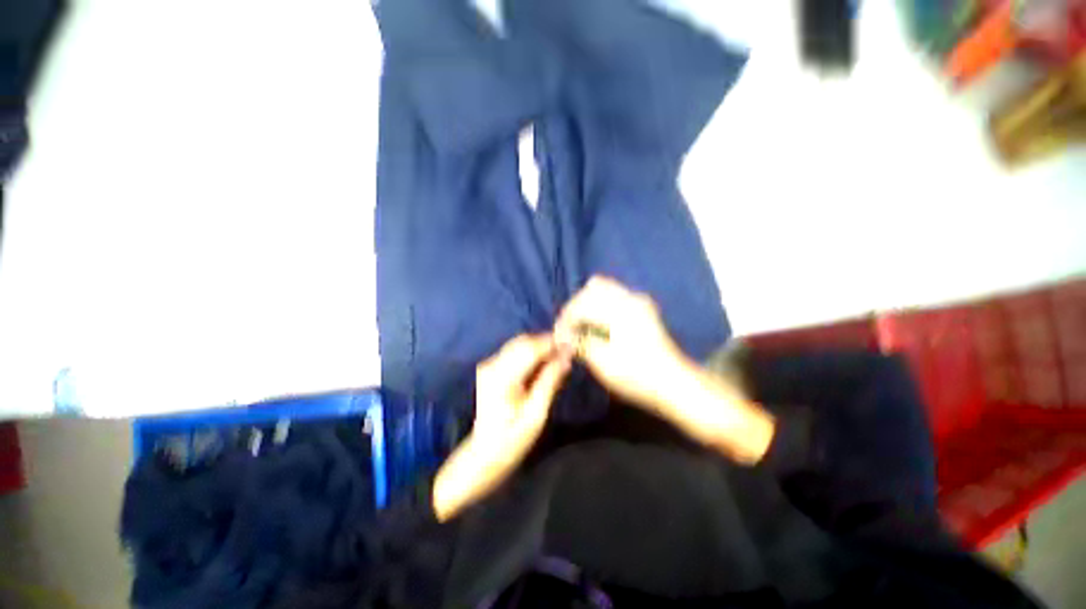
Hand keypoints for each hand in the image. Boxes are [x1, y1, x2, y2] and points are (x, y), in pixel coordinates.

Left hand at [433, 334, 570, 520]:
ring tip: (558, 358)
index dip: (552, 343)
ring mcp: (489, 365)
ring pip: (519, 344)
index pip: (530, 348)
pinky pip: (514, 352)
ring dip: (539, 348)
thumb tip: (566, 356)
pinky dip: (530, 354)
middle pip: (523, 342)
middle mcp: (492, 365)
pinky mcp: (490, 368)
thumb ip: (550, 381)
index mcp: (503, 377)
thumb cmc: (513, 439)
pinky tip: (542, 365)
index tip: (572, 344)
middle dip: (546, 343)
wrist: (484, 453)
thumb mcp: (537, 413)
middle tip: (566, 353)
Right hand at [553, 276, 691, 413]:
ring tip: (582, 325)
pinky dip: (602, 305)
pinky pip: (616, 296)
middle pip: (592, 288)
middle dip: (576, 306)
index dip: (566, 320)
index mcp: (618, 309)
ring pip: (605, 289)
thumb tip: (563, 336)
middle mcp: (629, 298)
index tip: (559, 337)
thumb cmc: (636, 374)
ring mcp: (638, 301)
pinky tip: (600, 324)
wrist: (673, 383)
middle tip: (570, 329)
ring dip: (589, 304)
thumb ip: (580, 342)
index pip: (581, 305)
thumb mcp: (602, 361)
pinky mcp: (643, 308)